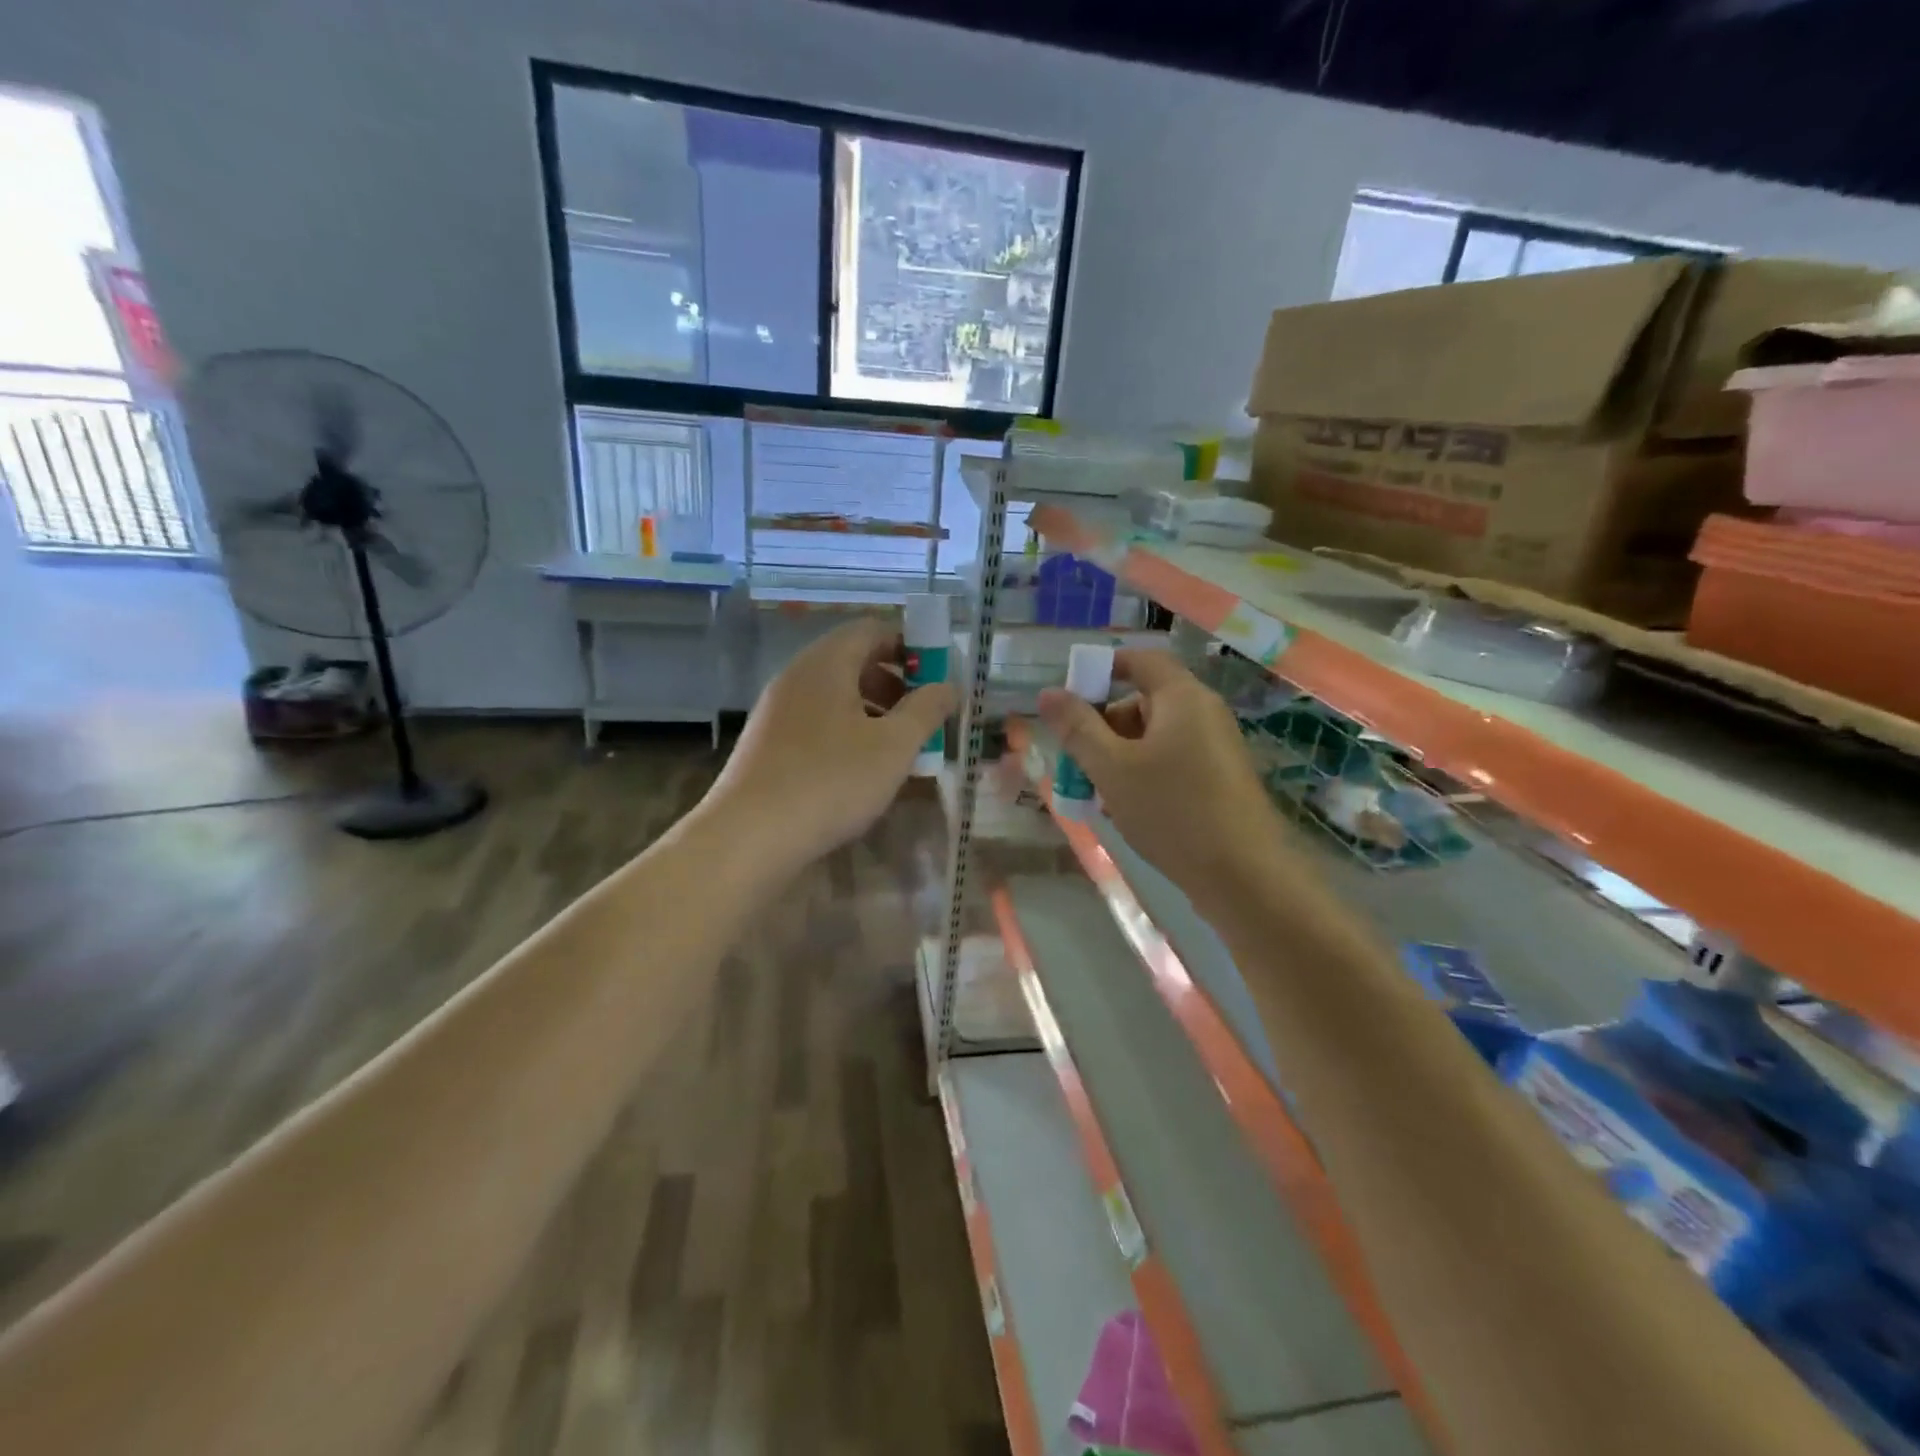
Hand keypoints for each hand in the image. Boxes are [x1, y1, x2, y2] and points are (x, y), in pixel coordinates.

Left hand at [703, 617, 957, 870]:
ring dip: (873, 711)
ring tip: (899, 748)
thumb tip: (949, 686)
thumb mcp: (893, 746)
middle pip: (853, 661)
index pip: (872, 629)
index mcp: (826, 663)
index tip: (937, 676)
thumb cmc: (831, 781)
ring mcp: (777, 710)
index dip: (910, 645)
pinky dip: (847, 732)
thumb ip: (926, 710)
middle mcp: (797, 676)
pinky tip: (861, 771)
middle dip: (895, 683)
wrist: (749, 837)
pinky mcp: (767, 744)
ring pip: (835, 695)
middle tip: (923, 716)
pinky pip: (817, 722)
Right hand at [1037, 650, 1293, 907]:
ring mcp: (1215, 747)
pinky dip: (1143, 773)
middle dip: (1103, 724)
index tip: (1070, 700)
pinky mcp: (1219, 778)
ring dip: (1118, 755)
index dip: (1102, 670)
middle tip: (1076, 759)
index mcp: (1183, 697)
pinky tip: (1125, 809)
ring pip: (1154, 736)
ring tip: (1096, 792)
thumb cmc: (1173, 811)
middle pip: (1143, 700)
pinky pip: (1172, 760)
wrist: (1243, 876)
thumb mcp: (1112, 769)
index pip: (1140, 660)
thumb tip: (1048, 694)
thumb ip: (1077, 728)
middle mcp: (1204, 713)